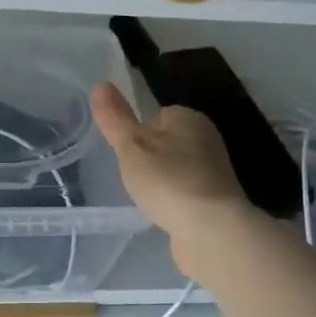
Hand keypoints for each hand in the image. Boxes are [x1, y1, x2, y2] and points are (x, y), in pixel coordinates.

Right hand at [91, 82, 255, 270]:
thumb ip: (115, 118)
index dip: (137, 134)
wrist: (212, 231)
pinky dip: (173, 201)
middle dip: (148, 160)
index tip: (127, 154)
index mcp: (190, 118)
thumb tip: (100, 84)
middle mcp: (207, 139)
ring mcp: (214, 172)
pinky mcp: (215, 200)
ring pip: (175, 169)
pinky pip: (185, 193)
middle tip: (135, 178)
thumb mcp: (132, 147)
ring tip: (148, 198)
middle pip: (165, 143)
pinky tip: (164, 214)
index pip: (155, 116)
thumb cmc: (169, 181)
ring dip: (161, 182)